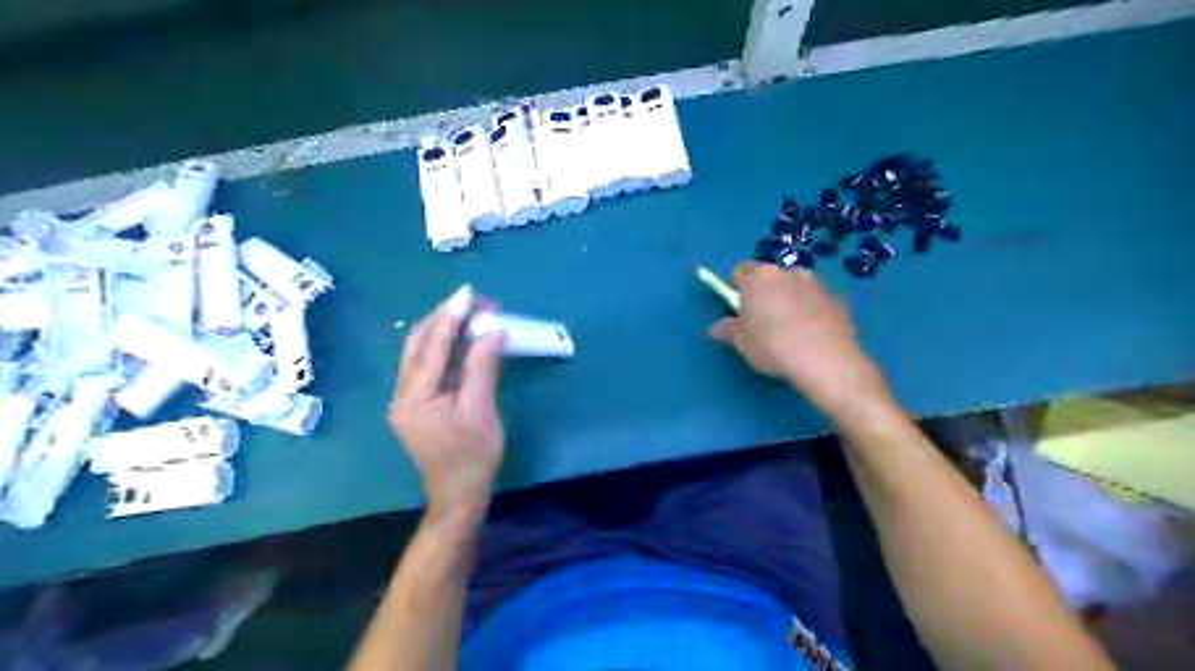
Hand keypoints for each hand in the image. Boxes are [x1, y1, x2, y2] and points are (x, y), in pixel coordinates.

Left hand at [389, 283, 504, 524]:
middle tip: (473, 301)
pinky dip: (447, 349)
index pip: (433, 347)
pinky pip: (430, 367)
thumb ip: (483, 369)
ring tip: (472, 314)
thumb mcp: (481, 412)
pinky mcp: (419, 404)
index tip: (468, 293)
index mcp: (414, 398)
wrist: (459, 496)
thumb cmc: (473, 457)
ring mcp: (408, 400)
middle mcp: (403, 394)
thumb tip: (492, 331)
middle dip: (445, 319)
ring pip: (422, 353)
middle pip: (419, 344)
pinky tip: (465, 339)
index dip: (452, 317)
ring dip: (446, 331)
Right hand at [702, 261, 891, 418]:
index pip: (740, 271)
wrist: (826, 360)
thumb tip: (717, 327)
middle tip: (763, 322)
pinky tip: (811, 336)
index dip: (737, 288)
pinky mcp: (837, 298)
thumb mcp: (741, 343)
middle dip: (765, 293)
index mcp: (758, 278)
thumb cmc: (773, 347)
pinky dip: (811, 311)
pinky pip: (815, 300)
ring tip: (791, 331)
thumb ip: (727, 330)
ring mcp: (816, 283)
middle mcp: (787, 272)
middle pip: (769, 277)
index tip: (739, 309)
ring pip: (794, 287)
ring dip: (789, 300)